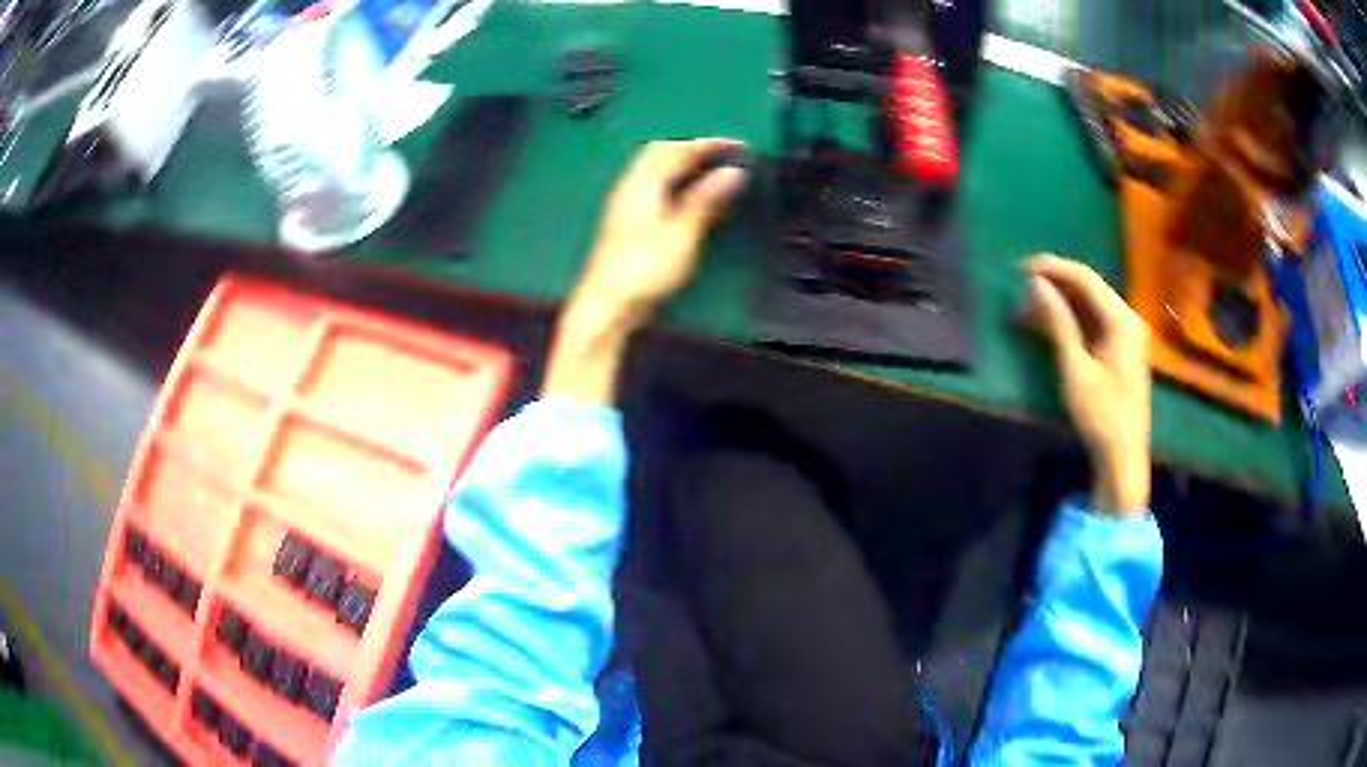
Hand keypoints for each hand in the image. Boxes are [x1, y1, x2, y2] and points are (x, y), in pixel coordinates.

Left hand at [570, 138, 748, 329]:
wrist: (607, 305)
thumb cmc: (645, 269)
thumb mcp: (683, 233)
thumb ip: (706, 200)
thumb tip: (733, 172)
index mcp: (643, 182)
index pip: (678, 150)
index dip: (709, 144)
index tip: (739, 145)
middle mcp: (630, 186)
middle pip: (659, 152)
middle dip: (691, 148)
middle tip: (722, 154)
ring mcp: (624, 203)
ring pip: (653, 168)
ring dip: (681, 163)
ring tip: (709, 170)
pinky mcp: (625, 221)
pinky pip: (651, 185)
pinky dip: (673, 180)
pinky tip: (686, 195)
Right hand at [1026, 255, 1151, 515]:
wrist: (1123, 456)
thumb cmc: (1101, 414)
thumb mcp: (1076, 368)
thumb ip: (1058, 322)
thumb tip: (1036, 284)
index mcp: (1122, 319)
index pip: (1085, 278)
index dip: (1053, 268)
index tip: (1021, 267)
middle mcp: (1128, 318)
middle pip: (1089, 289)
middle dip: (1054, 286)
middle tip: (1020, 290)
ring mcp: (1127, 334)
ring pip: (1089, 305)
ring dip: (1060, 304)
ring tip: (1027, 309)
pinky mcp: (1121, 349)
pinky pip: (1094, 322)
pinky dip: (1071, 320)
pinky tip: (1048, 324)